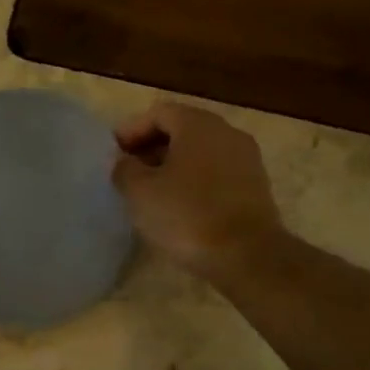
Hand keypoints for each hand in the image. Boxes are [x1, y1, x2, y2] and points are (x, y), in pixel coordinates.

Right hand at [112, 103, 285, 281]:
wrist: (247, 256)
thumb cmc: (187, 215)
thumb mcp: (140, 191)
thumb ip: (124, 168)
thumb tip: (124, 161)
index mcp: (198, 125)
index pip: (159, 113)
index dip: (131, 130)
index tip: (114, 154)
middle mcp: (226, 133)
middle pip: (182, 129)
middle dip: (152, 147)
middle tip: (128, 171)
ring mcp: (246, 159)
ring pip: (200, 152)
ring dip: (173, 165)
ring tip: (150, 191)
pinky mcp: (255, 187)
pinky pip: (216, 173)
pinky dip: (194, 181)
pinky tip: (178, 205)